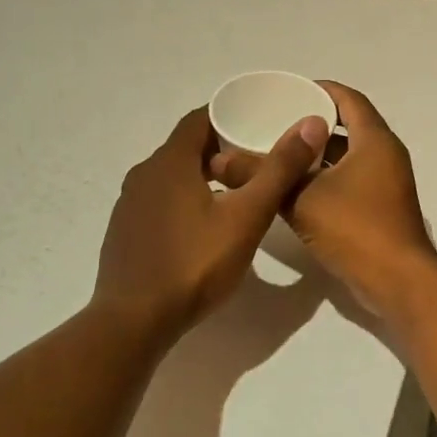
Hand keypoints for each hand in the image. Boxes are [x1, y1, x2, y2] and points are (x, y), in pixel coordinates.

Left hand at [93, 106, 329, 340]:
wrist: (134, 321)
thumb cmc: (194, 264)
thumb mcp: (247, 217)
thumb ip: (278, 171)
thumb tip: (310, 125)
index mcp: (170, 162)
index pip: (200, 119)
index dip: (230, 116)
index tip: (260, 123)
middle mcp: (144, 174)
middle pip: (186, 147)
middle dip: (222, 148)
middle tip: (258, 160)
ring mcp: (129, 204)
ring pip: (172, 176)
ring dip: (202, 176)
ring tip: (237, 193)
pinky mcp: (125, 231)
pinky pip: (159, 201)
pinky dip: (184, 200)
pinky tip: (204, 226)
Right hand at [211, 82, 436, 313]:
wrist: (397, 282)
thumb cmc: (355, 228)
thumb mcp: (300, 198)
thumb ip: (261, 175)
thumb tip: (218, 160)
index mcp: (374, 140)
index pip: (348, 99)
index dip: (319, 90)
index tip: (288, 91)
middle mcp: (385, 156)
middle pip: (348, 127)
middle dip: (312, 124)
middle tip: (275, 123)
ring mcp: (386, 184)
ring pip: (348, 158)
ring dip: (317, 155)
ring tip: (278, 155)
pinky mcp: (381, 209)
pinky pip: (351, 182)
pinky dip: (326, 179)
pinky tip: (294, 189)